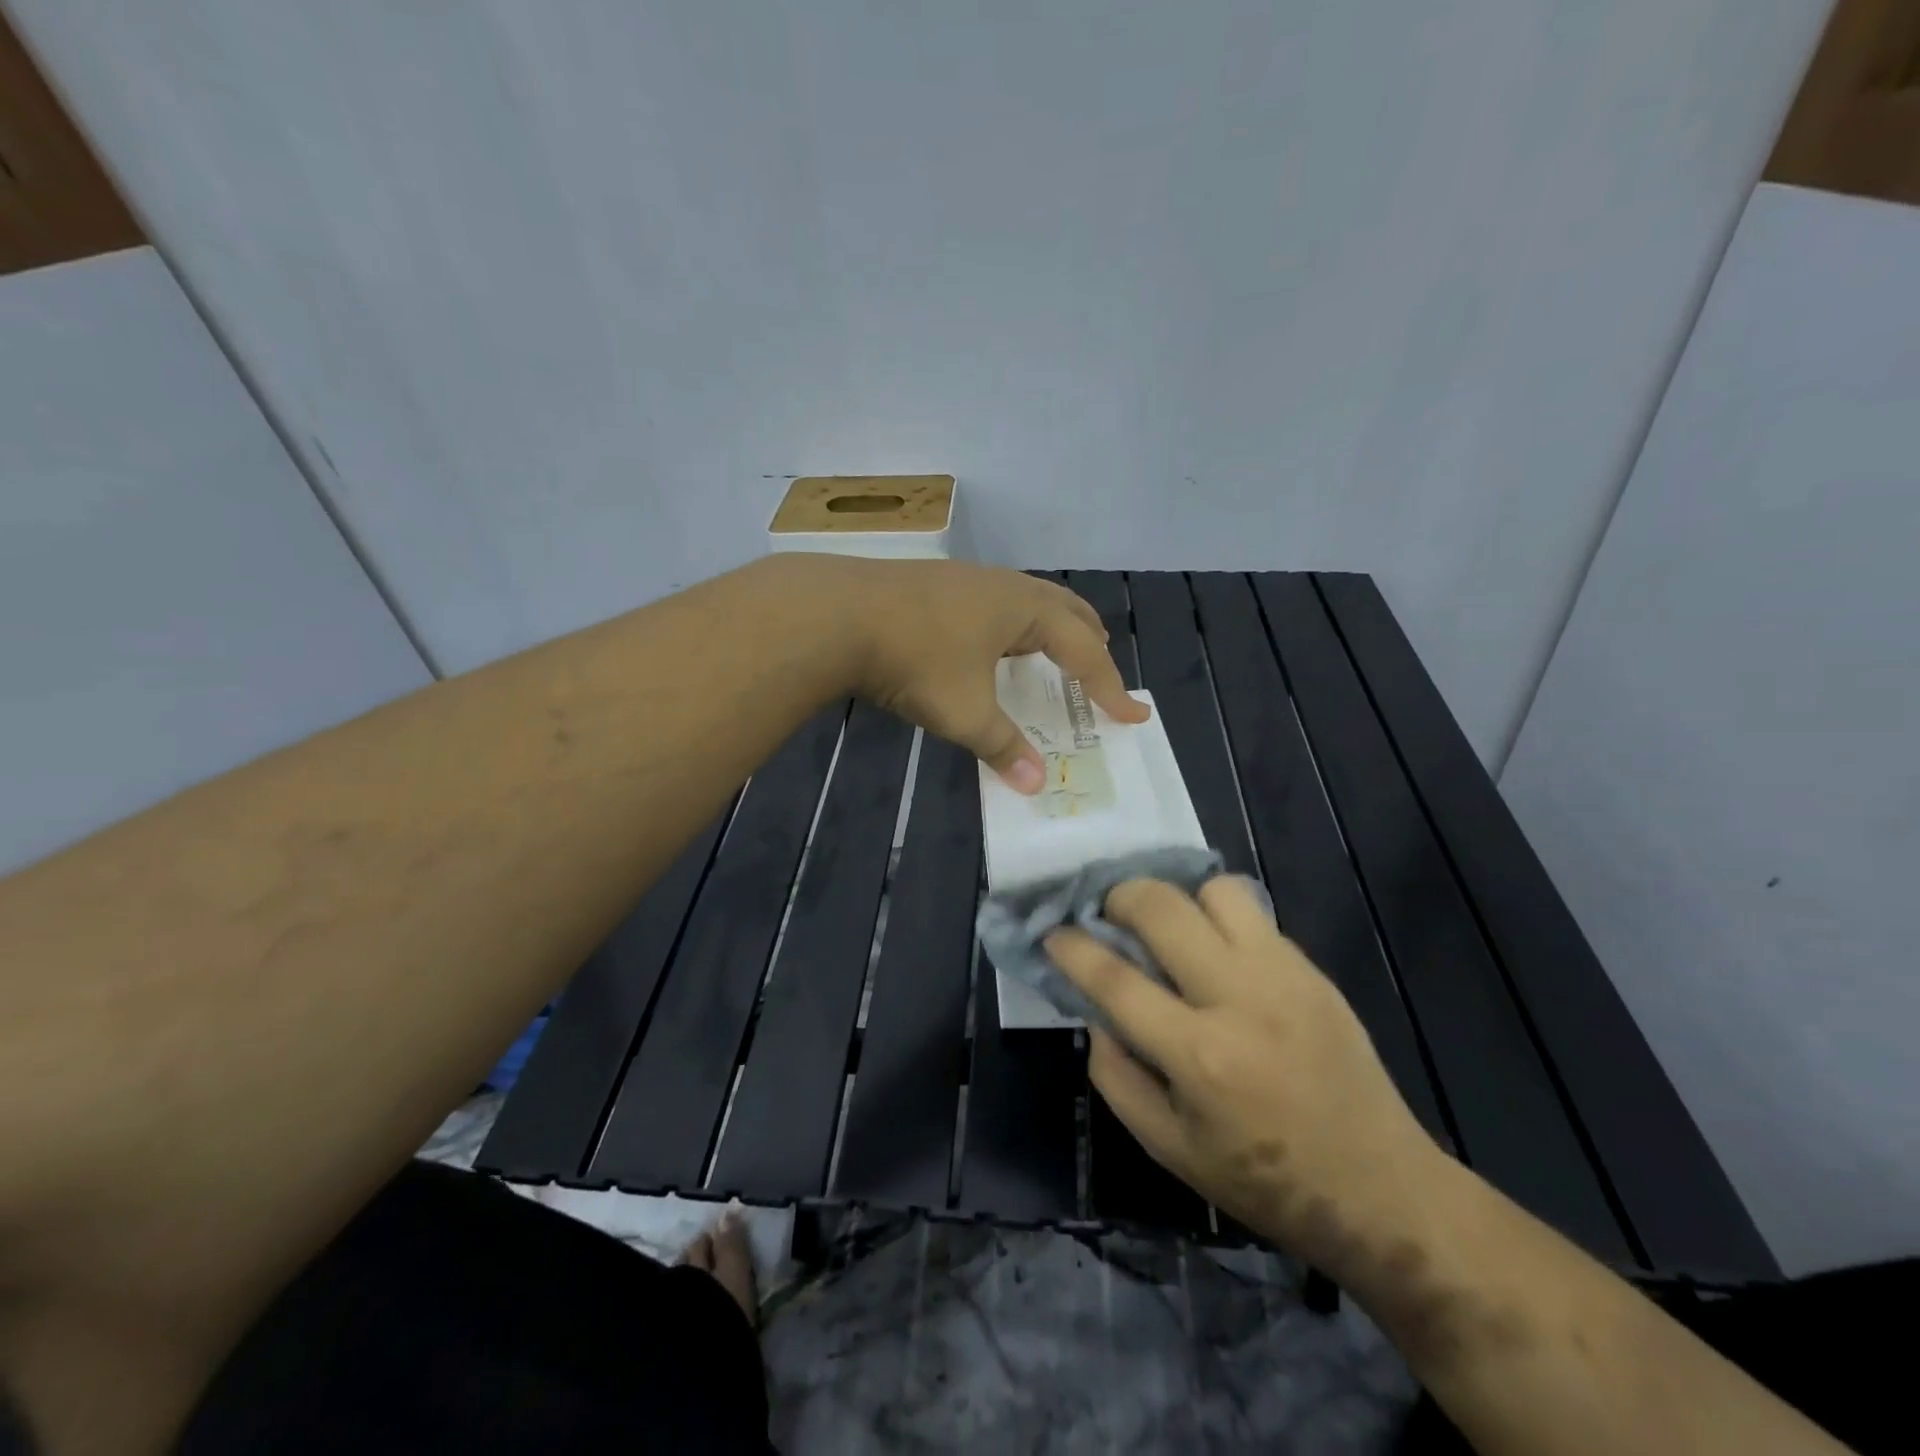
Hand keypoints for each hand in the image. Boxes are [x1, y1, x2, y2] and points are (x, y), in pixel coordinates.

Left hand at [772, 555, 1146, 790]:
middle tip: (1100, 672)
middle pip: (1064, 608)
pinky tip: (989, 643)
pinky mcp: (935, 583)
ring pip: (1027, 599)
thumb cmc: (914, 658)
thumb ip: (1002, 746)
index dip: (1109, 686)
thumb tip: (1035, 784)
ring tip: (1052, 655)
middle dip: (1089, 642)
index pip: (1085, 649)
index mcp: (1023, 609)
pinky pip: (995, 601)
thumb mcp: (964, 711)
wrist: (836, 613)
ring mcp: (966, 578)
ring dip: (1050, 628)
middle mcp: (1002, 586)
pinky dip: (1013, 624)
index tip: (1131, 715)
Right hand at [1046, 877, 1445, 1276]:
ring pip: (1213, 891)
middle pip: (1162, 908)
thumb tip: (1095, 1011)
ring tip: (1168, 930)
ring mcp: (1283, 975)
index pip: (1115, 979)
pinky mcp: (1312, 969)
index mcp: (1199, 1056)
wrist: (1380, 1189)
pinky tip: (1214, 950)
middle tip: (1105, 914)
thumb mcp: (1169, 1149)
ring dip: (1178, 901)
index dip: (1071, 947)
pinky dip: (1218, 918)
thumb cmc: (1263, 1181)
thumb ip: (1116, 1076)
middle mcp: (1240, 999)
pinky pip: (1252, 914)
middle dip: (1117, 897)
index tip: (1051, 933)